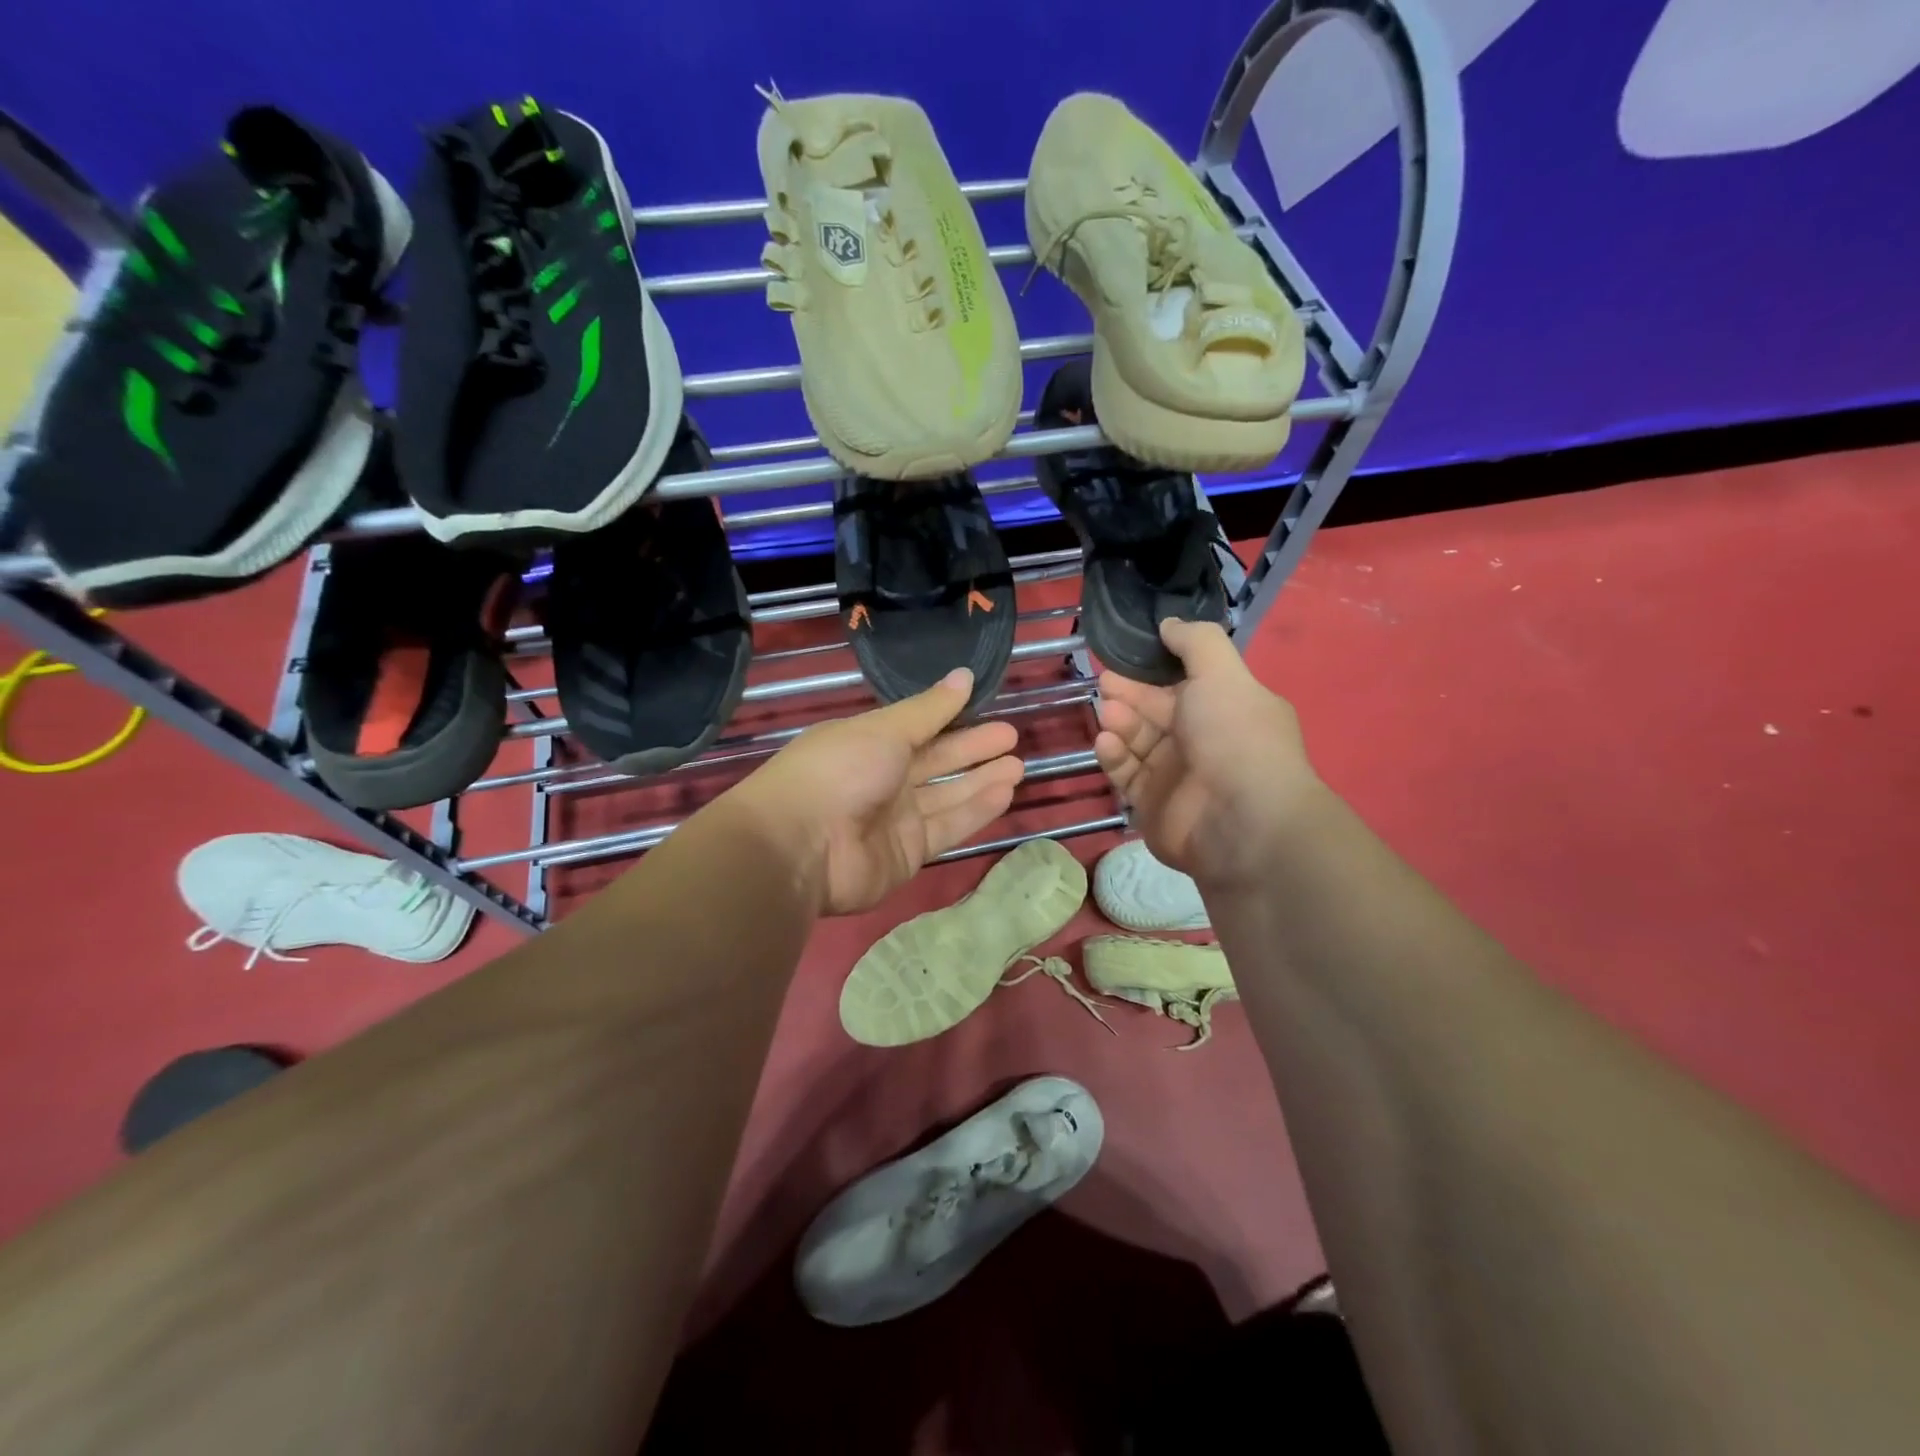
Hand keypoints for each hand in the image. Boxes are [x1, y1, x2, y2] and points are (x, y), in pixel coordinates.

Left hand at [737, 668, 1025, 914]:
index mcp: (868, 743)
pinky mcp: (908, 854)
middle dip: (972, 749)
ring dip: (981, 780)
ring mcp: (894, 819)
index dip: (951, 717)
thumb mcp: (885, 729)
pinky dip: (975, 811)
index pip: (917, 727)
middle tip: (1012, 737)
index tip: (985, 705)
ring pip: (947, 795)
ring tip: (1018, 765)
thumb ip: (930, 709)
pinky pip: (947, 827)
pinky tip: (1005, 793)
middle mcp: (881, 779)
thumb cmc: (840, 770)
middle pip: (935, 761)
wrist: (801, 846)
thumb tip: (965, 675)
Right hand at [1094, 619, 1322, 890]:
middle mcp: (1202, 742)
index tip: (1122, 658)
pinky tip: (1107, 742)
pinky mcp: (1152, 805)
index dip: (1152, 670)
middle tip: (1104, 683)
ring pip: (1138, 742)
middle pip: (1155, 712)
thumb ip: (1195, 641)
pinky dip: (1115, 756)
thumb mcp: (1222, 673)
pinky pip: (1127, 774)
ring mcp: (1176, 776)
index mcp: (1226, 709)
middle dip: (1129, 695)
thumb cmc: (1235, 736)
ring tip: (1108, 714)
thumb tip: (1169, 623)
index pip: (1183, 684)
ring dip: (1120, 723)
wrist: (1240, 819)